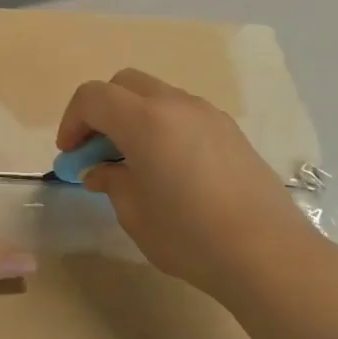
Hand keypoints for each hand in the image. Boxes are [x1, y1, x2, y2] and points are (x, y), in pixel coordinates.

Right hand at [55, 69, 309, 300]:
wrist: (268, 254)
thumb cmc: (189, 235)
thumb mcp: (134, 213)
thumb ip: (111, 181)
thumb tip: (101, 170)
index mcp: (145, 120)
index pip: (93, 97)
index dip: (72, 121)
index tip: (70, 155)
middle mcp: (177, 105)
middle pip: (124, 84)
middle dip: (101, 111)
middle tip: (95, 151)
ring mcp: (209, 115)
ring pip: (157, 96)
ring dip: (133, 118)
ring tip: (131, 162)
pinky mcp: (230, 132)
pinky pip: (184, 114)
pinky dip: (162, 127)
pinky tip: (167, 168)